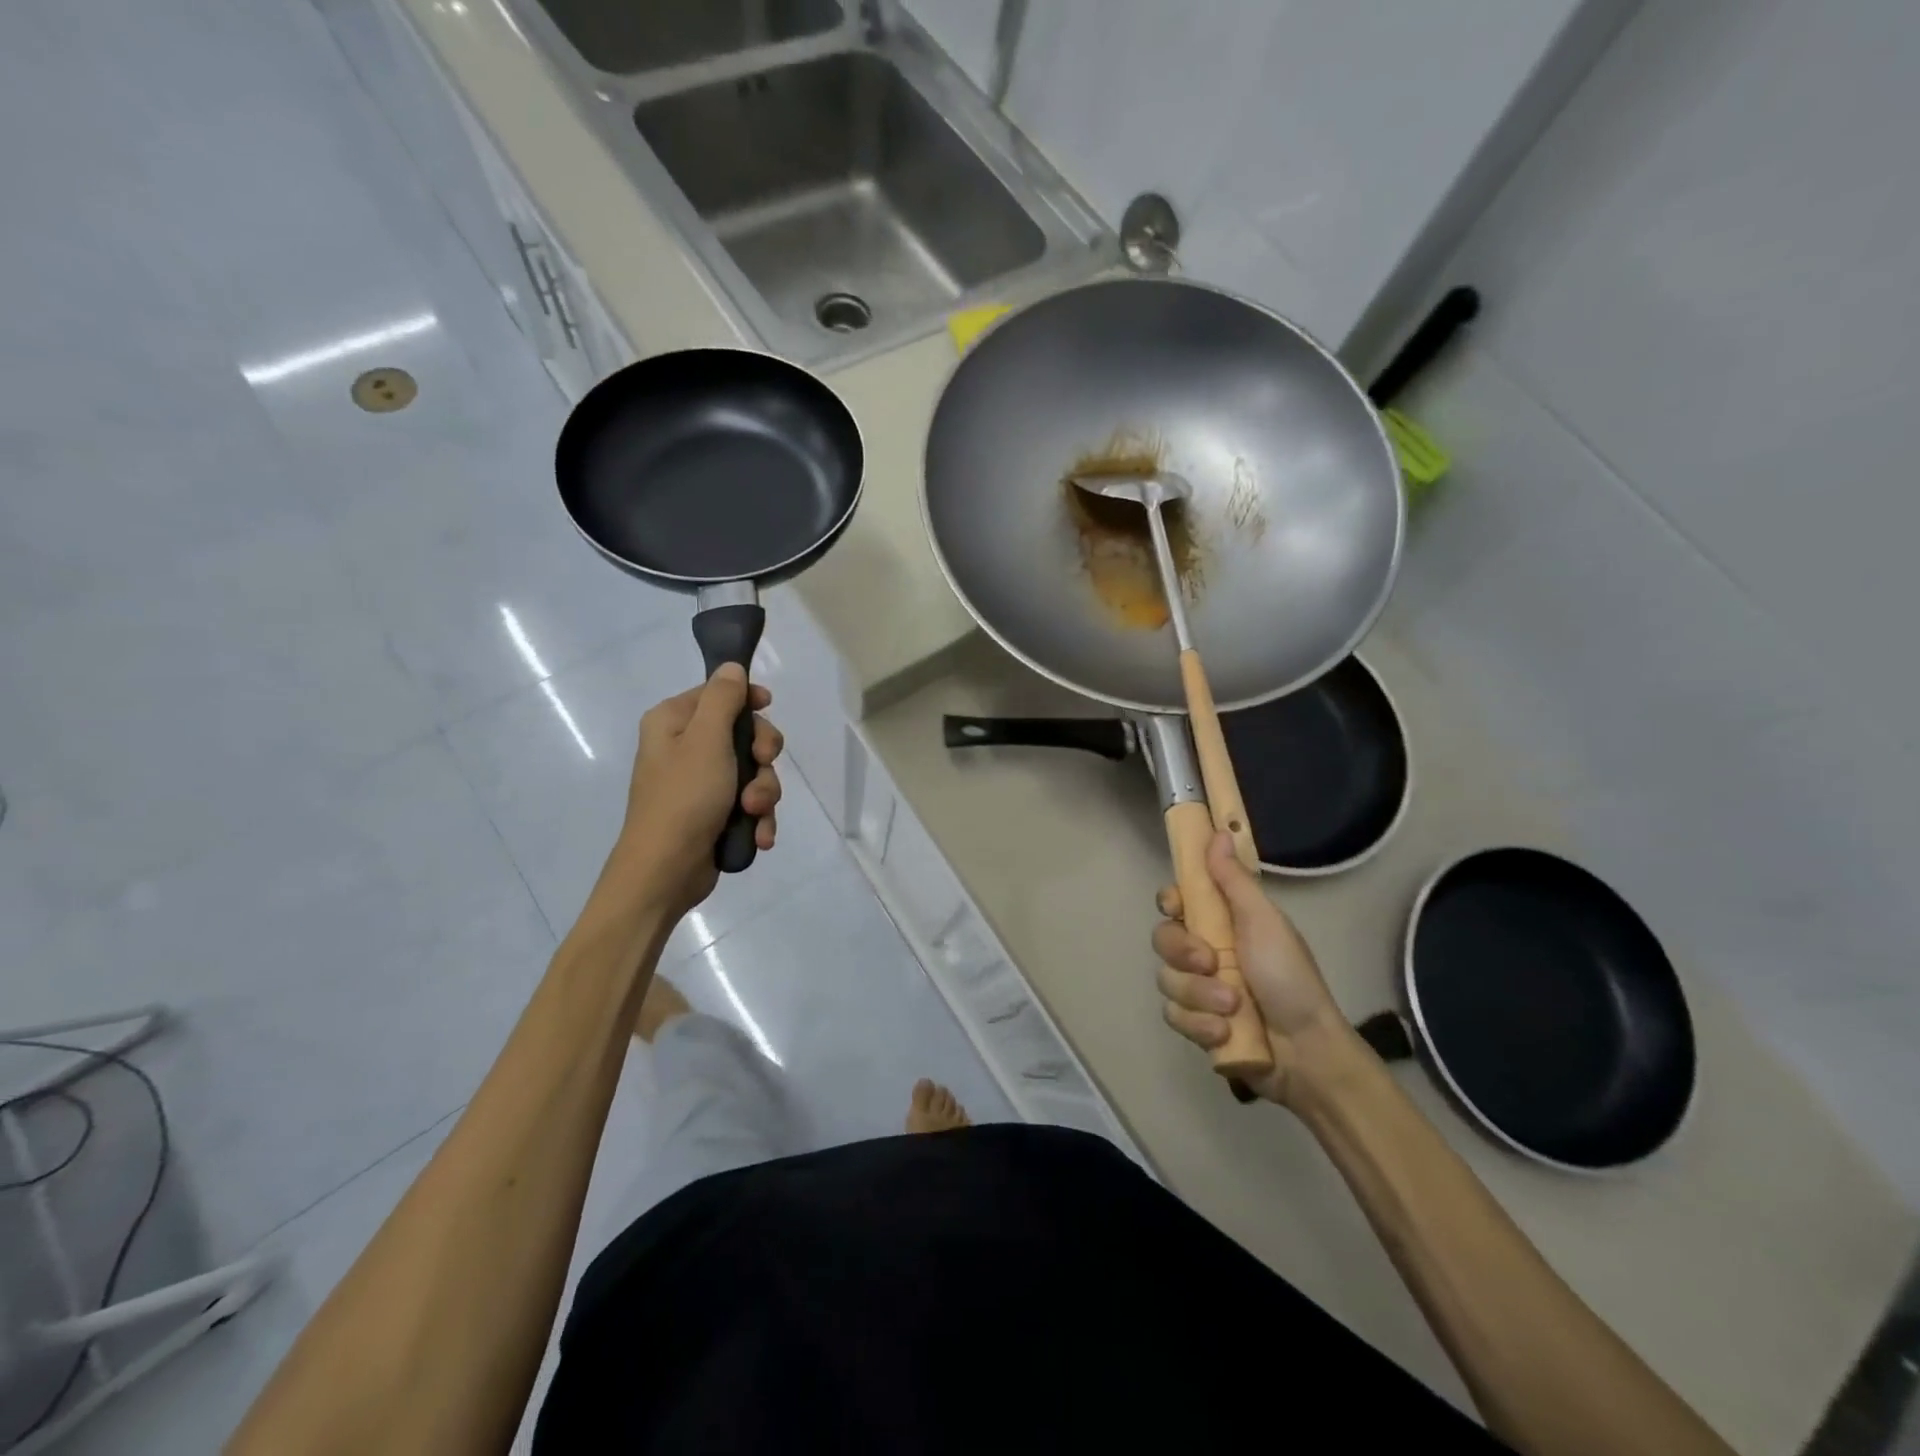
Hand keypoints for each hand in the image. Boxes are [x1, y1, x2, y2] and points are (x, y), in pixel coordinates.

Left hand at [613, 664, 782, 915]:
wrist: (665, 871)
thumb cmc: (684, 797)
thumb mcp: (707, 738)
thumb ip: (723, 698)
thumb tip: (731, 667)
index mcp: (673, 722)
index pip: (718, 694)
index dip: (748, 700)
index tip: (768, 707)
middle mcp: (684, 748)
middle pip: (743, 734)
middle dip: (761, 758)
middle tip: (761, 769)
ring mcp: (700, 784)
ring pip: (753, 773)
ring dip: (763, 793)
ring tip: (754, 813)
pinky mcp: (714, 814)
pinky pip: (749, 804)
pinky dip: (757, 818)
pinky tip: (758, 836)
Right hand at [1153, 833, 1355, 1108]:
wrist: (1307, 1051)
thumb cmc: (1290, 977)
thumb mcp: (1264, 922)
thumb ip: (1235, 880)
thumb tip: (1218, 833)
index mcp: (1221, 923)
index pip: (1176, 901)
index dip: (1170, 902)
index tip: (1178, 907)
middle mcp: (1204, 952)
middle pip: (1163, 940)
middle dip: (1184, 955)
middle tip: (1211, 964)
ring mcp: (1198, 990)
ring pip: (1167, 981)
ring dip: (1199, 996)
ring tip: (1232, 1009)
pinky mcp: (1196, 1024)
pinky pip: (1174, 1016)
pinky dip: (1199, 1025)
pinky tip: (1224, 1032)